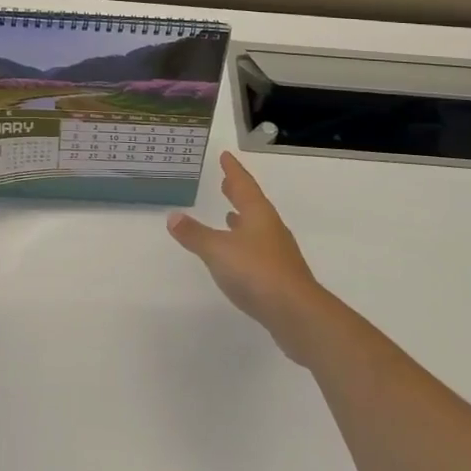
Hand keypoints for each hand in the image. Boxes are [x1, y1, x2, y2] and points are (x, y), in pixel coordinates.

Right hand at [168, 153, 329, 362]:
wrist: (297, 314)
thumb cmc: (256, 272)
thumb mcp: (217, 250)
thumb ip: (195, 234)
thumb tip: (173, 216)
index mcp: (258, 214)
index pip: (244, 184)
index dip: (233, 170)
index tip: (226, 156)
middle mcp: (270, 228)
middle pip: (253, 203)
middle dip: (238, 192)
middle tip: (226, 181)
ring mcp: (278, 252)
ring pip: (257, 226)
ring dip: (242, 218)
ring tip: (229, 214)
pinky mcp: (279, 275)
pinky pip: (258, 248)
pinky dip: (245, 242)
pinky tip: (239, 253)